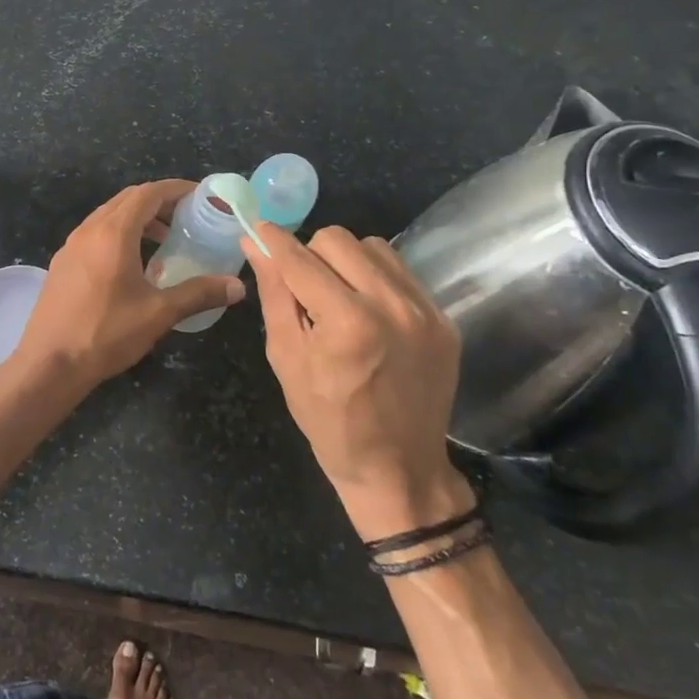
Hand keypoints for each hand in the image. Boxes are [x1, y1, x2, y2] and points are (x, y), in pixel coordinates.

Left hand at [12, 180, 245, 390]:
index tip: (201, 196)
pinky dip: (119, 234)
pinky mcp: (62, 263)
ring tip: (164, 240)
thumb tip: (237, 286)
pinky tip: (132, 263)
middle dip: (159, 201)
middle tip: (188, 217)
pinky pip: (95, 234)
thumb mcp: (159, 313)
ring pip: (109, 215)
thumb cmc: (106, 333)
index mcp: (113, 233)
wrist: (49, 364)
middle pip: (128, 199)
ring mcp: (71, 246)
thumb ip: (199, 294)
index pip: (148, 193)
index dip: (176, 189)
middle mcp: (89, 230)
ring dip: (138, 218)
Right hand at [240, 224, 473, 536]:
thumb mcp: (287, 359)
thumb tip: (255, 243)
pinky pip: (401, 271)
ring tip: (338, 296)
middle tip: (303, 286)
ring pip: (372, 247)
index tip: (258, 230)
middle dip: (310, 254)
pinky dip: (376, 278)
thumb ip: (274, 294)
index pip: (299, 258)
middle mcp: (390, 305)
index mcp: (346, 322)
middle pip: (337, 239)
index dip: (273, 240)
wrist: (400, 468)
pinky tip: (368, 309)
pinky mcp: (442, 318)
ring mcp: (424, 310)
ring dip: (345, 261)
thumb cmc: (329, 421)